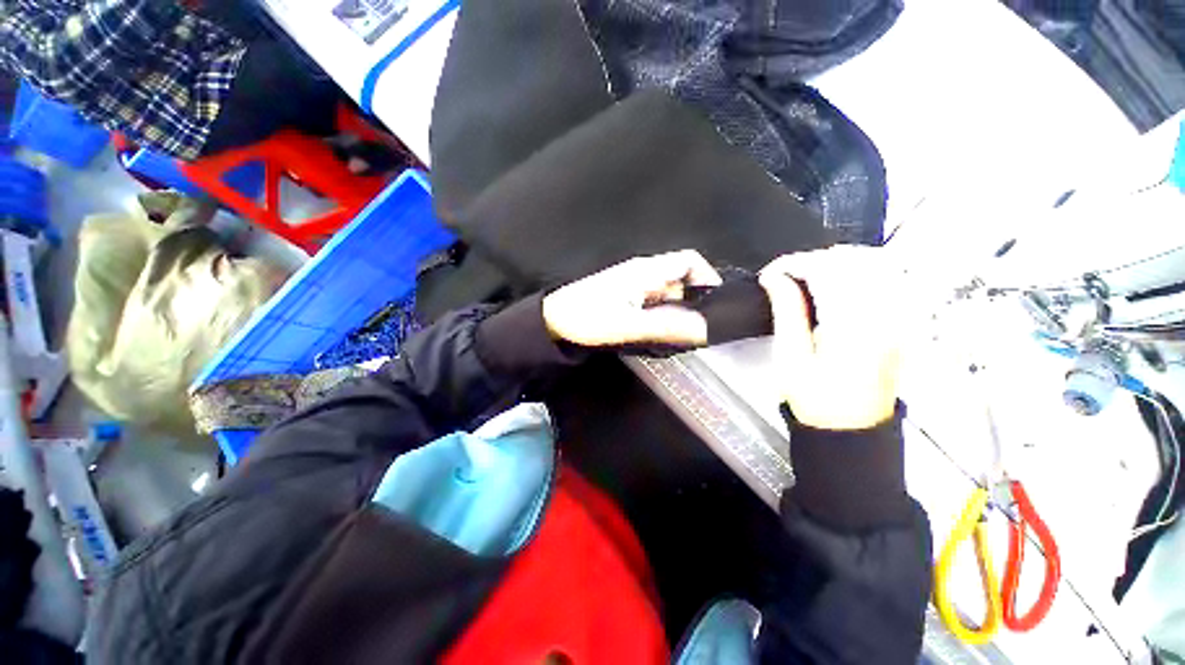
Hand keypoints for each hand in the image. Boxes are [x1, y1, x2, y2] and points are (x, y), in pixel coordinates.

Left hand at [542, 250, 721, 346]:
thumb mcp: (627, 324)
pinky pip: (655, 303)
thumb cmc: (585, 318)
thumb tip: (705, 329)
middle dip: (695, 301)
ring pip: (668, 293)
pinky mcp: (626, 297)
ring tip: (686, 335)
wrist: (552, 322)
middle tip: (704, 328)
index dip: (708, 277)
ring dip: (680, 311)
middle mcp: (643, 273)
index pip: (688, 261)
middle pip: (681, 279)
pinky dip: (664, 316)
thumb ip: (666, 326)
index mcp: (645, 270)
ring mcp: (634, 285)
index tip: (718, 305)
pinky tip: (664, 333)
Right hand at [759, 246, 902, 429]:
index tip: (771, 274)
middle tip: (785, 276)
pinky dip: (859, 271)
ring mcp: (899, 317)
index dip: (793, 264)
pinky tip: (838, 282)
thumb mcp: (790, 357)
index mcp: (853, 325)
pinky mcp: (902, 320)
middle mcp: (885, 315)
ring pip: (874, 263)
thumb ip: (786, 311)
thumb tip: (775, 278)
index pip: (827, 270)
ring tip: (807, 277)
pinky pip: (886, 279)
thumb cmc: (816, 399)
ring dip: (836, 262)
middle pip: (854, 260)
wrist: (852, 428)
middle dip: (813, 260)